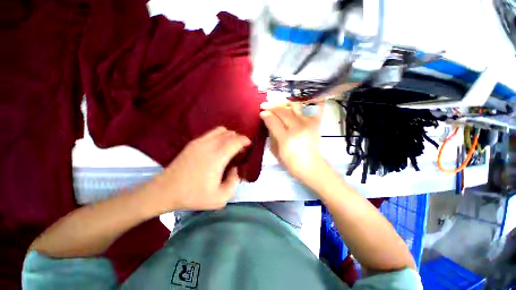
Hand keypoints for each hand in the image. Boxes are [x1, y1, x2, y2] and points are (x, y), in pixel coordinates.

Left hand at [152, 127, 250, 211]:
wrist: (166, 190)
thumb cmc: (194, 195)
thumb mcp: (220, 198)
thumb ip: (234, 182)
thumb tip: (236, 168)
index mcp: (218, 157)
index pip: (236, 141)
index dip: (245, 141)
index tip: (249, 145)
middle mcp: (210, 145)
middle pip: (230, 134)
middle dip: (239, 139)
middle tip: (241, 149)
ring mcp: (200, 141)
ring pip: (221, 130)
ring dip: (230, 136)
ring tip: (231, 146)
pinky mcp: (193, 142)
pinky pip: (212, 133)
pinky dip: (220, 135)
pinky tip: (219, 146)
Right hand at [259, 101, 325, 184]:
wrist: (311, 166)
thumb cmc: (291, 162)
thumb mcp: (276, 152)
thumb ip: (271, 136)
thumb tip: (268, 122)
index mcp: (285, 138)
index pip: (273, 120)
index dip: (265, 115)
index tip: (261, 113)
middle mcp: (296, 128)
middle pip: (282, 111)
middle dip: (271, 107)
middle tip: (265, 105)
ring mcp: (307, 124)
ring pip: (294, 107)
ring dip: (284, 103)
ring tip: (279, 104)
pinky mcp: (315, 124)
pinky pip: (316, 109)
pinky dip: (314, 102)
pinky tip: (309, 98)